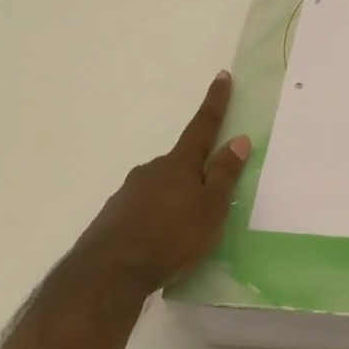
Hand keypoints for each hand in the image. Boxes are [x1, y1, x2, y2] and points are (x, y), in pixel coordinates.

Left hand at [60, 72, 251, 303]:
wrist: (109, 271)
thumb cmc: (172, 236)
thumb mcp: (211, 208)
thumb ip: (224, 174)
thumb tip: (238, 139)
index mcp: (179, 165)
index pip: (202, 127)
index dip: (215, 103)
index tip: (222, 77)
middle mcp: (151, 171)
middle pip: (180, 164)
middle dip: (195, 173)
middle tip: (208, 199)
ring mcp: (128, 193)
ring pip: (159, 189)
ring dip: (173, 200)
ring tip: (184, 231)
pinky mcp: (113, 218)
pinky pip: (142, 211)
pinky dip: (155, 219)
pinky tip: (158, 242)